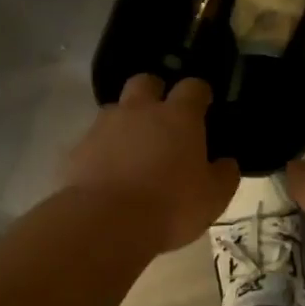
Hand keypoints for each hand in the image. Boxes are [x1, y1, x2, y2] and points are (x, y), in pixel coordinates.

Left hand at [61, 74, 238, 252]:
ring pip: (116, 109)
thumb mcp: (213, 198)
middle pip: (146, 82)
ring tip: (133, 150)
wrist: (106, 223)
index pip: (193, 87)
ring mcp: (105, 126)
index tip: (204, 105)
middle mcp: (140, 110)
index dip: (200, 93)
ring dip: (126, 122)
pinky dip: (103, 149)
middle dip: (155, 92)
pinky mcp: (78, 148)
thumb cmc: (171, 206)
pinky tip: (109, 173)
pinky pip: (94, 140)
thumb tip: (226, 162)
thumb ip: (224, 174)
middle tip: (163, 118)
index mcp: (179, 117)